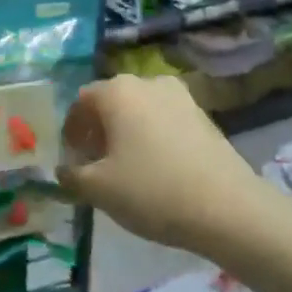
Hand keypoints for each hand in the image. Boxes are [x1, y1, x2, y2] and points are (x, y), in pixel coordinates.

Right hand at [58, 74, 269, 249]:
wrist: (228, 208)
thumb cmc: (152, 191)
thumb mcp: (98, 189)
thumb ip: (71, 176)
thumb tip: (63, 170)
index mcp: (117, 91)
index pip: (80, 101)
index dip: (71, 130)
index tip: (72, 158)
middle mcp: (147, 82)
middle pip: (111, 101)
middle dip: (98, 130)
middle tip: (95, 164)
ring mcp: (180, 96)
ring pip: (140, 110)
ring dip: (126, 132)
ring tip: (126, 167)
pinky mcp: (204, 115)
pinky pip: (165, 120)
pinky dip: (153, 137)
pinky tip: (156, 168)